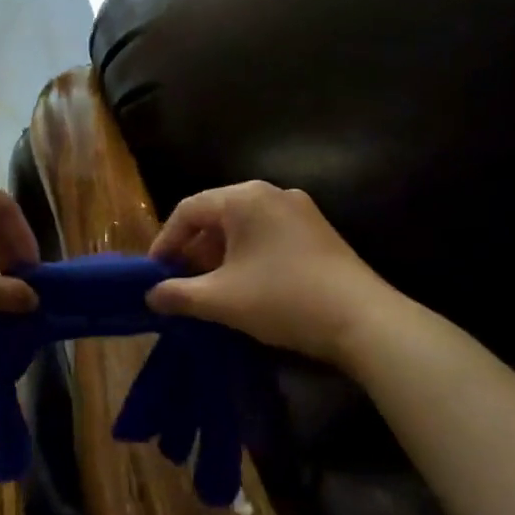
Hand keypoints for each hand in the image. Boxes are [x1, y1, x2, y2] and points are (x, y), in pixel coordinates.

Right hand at [146, 182, 401, 365]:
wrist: (363, 321)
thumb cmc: (283, 299)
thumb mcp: (221, 300)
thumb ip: (178, 294)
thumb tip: (151, 295)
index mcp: (244, 198)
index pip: (189, 209)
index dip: (165, 241)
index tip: (154, 273)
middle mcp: (272, 194)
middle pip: (217, 215)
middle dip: (193, 250)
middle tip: (179, 282)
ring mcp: (300, 211)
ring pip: (244, 227)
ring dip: (219, 255)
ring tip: (209, 289)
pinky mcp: (318, 232)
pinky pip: (268, 235)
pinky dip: (247, 256)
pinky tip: (244, 286)